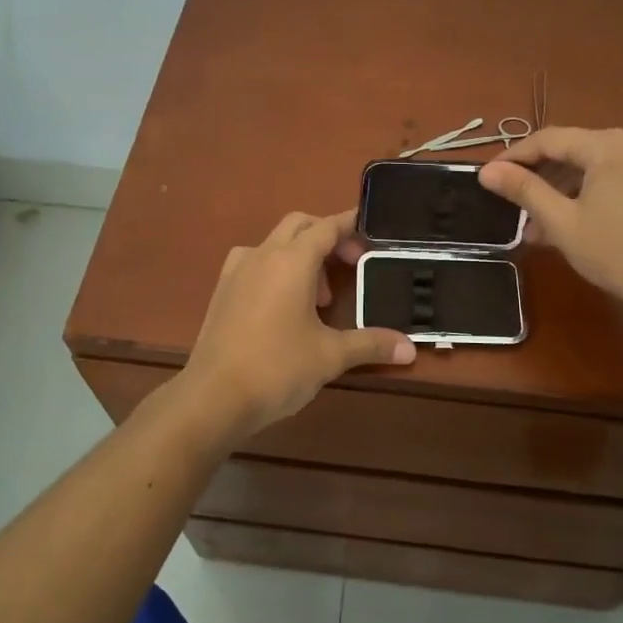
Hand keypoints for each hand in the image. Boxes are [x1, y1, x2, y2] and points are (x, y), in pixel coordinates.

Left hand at [181, 209, 413, 440]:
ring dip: (300, 255)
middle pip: (299, 225)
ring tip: (318, 297)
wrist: (213, 397)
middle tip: (350, 265)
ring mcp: (237, 272)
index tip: (371, 231)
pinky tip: (283, 304)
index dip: (350, 225)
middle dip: (327, 237)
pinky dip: (275, 269)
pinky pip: (254, 263)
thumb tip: (409, 348)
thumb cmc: (277, 368)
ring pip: (274, 243)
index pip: (326, 227)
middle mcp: (262, 255)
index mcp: (291, 261)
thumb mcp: (330, 356)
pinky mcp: (222, 291)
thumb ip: (371, 344)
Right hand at [479, 127, 622, 318]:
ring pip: (589, 167)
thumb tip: (486, 171)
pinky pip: (609, 179)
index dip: (513, 156)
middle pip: (570, 150)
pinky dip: (584, 195)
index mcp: (607, 144)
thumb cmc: (616, 251)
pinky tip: (566, 224)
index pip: (548, 139)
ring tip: (534, 226)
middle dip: (537, 178)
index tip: (487, 177)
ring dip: (559, 191)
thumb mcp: (562, 221)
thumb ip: (523, 190)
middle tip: (509, 204)